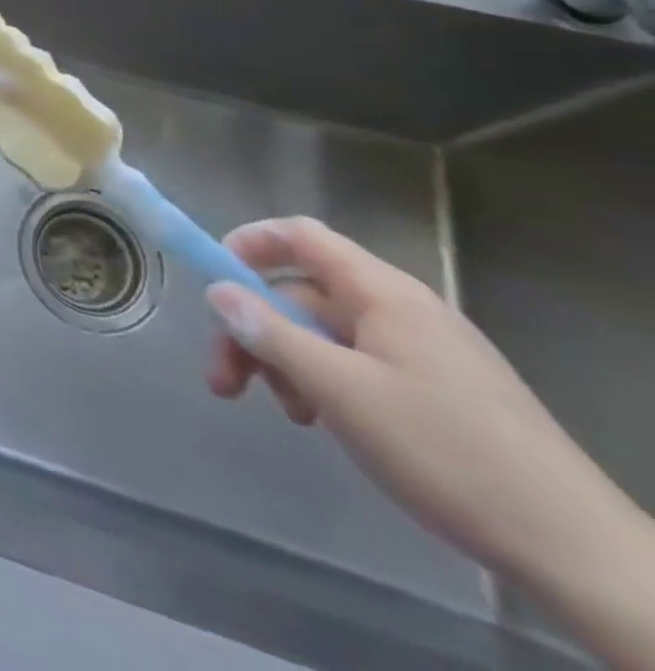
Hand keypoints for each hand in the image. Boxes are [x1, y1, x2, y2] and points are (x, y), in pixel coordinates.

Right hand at [205, 217, 654, 613]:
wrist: (578, 553)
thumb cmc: (446, 452)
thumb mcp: (340, 390)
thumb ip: (271, 334)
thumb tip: (216, 291)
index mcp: (384, 294)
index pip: (302, 237)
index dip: (249, 244)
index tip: (212, 280)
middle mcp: (402, 310)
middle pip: (303, 295)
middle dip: (255, 329)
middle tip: (225, 380)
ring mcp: (423, 352)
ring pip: (327, 335)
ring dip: (287, 363)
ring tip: (283, 412)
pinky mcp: (438, 392)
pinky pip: (358, 365)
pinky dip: (325, 383)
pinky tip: (323, 422)